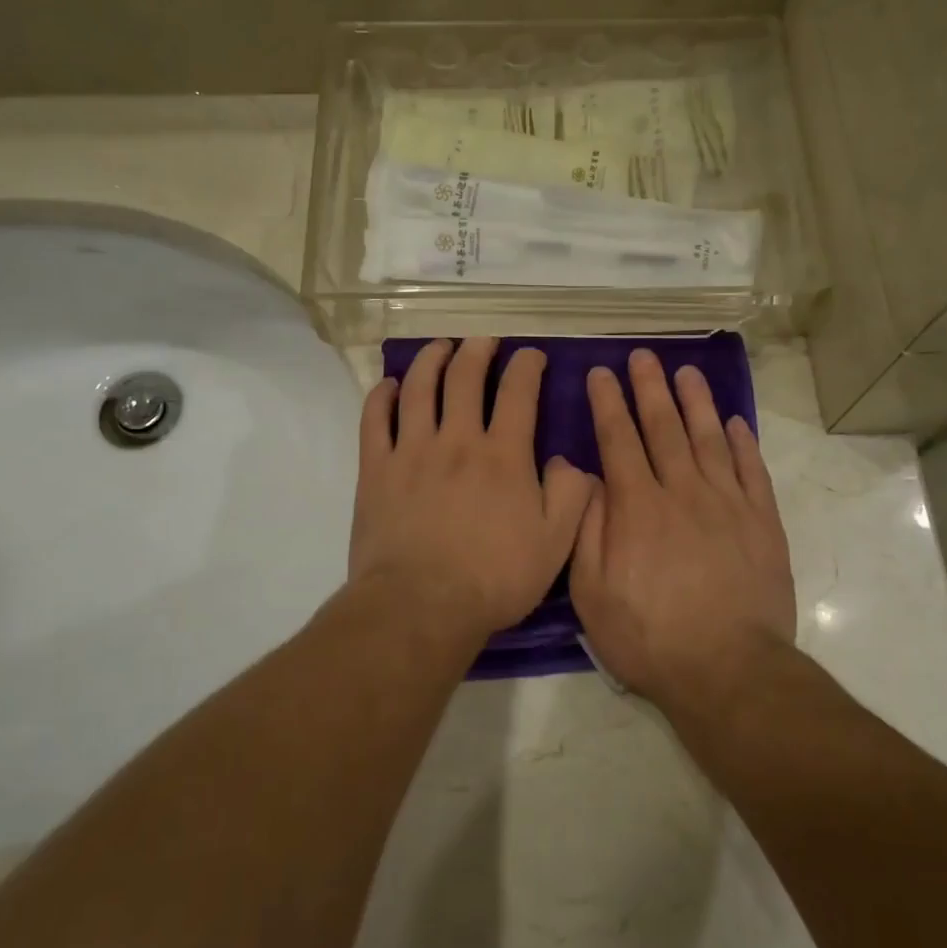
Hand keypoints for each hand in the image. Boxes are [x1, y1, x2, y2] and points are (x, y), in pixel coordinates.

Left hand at [350, 338, 593, 642]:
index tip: (531, 355)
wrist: (421, 606)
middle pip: (465, 377)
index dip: (527, 366)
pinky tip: (388, 385)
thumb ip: (571, 496)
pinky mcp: (376, 470)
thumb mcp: (555, 545)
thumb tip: (570, 462)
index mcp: (503, 455)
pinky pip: (374, 419)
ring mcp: (412, 451)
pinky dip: (381, 396)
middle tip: (483, 341)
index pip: (518, 392)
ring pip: (418, 388)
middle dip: (477, 350)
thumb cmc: (493, 578)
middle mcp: (457, 440)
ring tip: (439, 347)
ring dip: (430, 360)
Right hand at [570, 350, 795, 708]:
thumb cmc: (648, 636)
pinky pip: (753, 470)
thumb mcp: (591, 592)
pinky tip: (736, 423)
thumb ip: (587, 528)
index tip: (600, 373)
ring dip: (696, 402)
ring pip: (710, 439)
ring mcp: (728, 504)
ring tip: (687, 373)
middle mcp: (682, 491)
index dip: (608, 403)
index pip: (618, 439)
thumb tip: (586, 477)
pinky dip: (744, 443)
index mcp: (637, 507)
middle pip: (664, 427)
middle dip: (650, 388)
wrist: (728, 670)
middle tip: (643, 356)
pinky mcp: (763, 522)